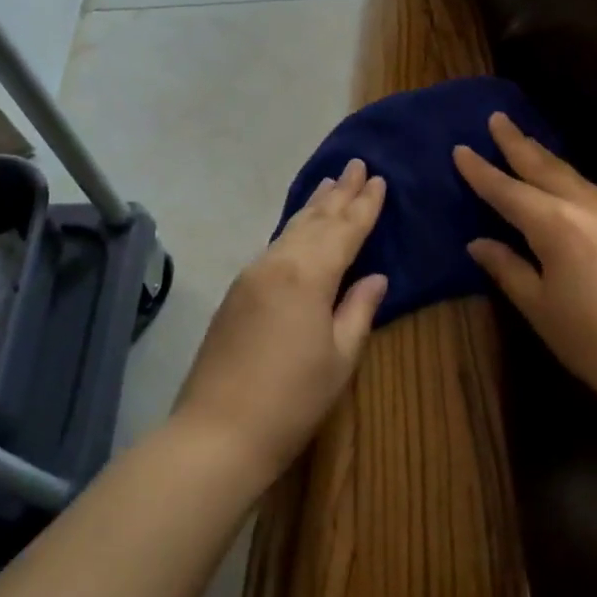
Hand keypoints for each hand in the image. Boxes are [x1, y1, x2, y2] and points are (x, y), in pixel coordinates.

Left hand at [175, 158, 388, 484]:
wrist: (218, 432)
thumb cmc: (292, 400)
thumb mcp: (340, 357)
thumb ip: (359, 310)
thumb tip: (376, 277)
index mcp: (309, 275)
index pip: (345, 230)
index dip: (365, 206)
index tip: (379, 179)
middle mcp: (278, 263)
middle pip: (315, 220)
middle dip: (339, 193)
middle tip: (356, 164)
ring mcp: (252, 276)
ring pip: (290, 229)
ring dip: (314, 205)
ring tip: (331, 182)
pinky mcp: (237, 292)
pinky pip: (274, 246)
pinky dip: (294, 228)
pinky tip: (300, 226)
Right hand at [454, 113, 596, 416]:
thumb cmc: (594, 341)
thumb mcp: (540, 307)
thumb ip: (507, 268)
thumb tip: (479, 243)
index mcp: (556, 224)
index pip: (508, 190)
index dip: (481, 171)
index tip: (461, 148)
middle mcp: (589, 207)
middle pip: (547, 167)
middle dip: (518, 143)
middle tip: (498, 118)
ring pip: (577, 178)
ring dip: (549, 161)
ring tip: (529, 148)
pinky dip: (575, 186)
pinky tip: (571, 194)